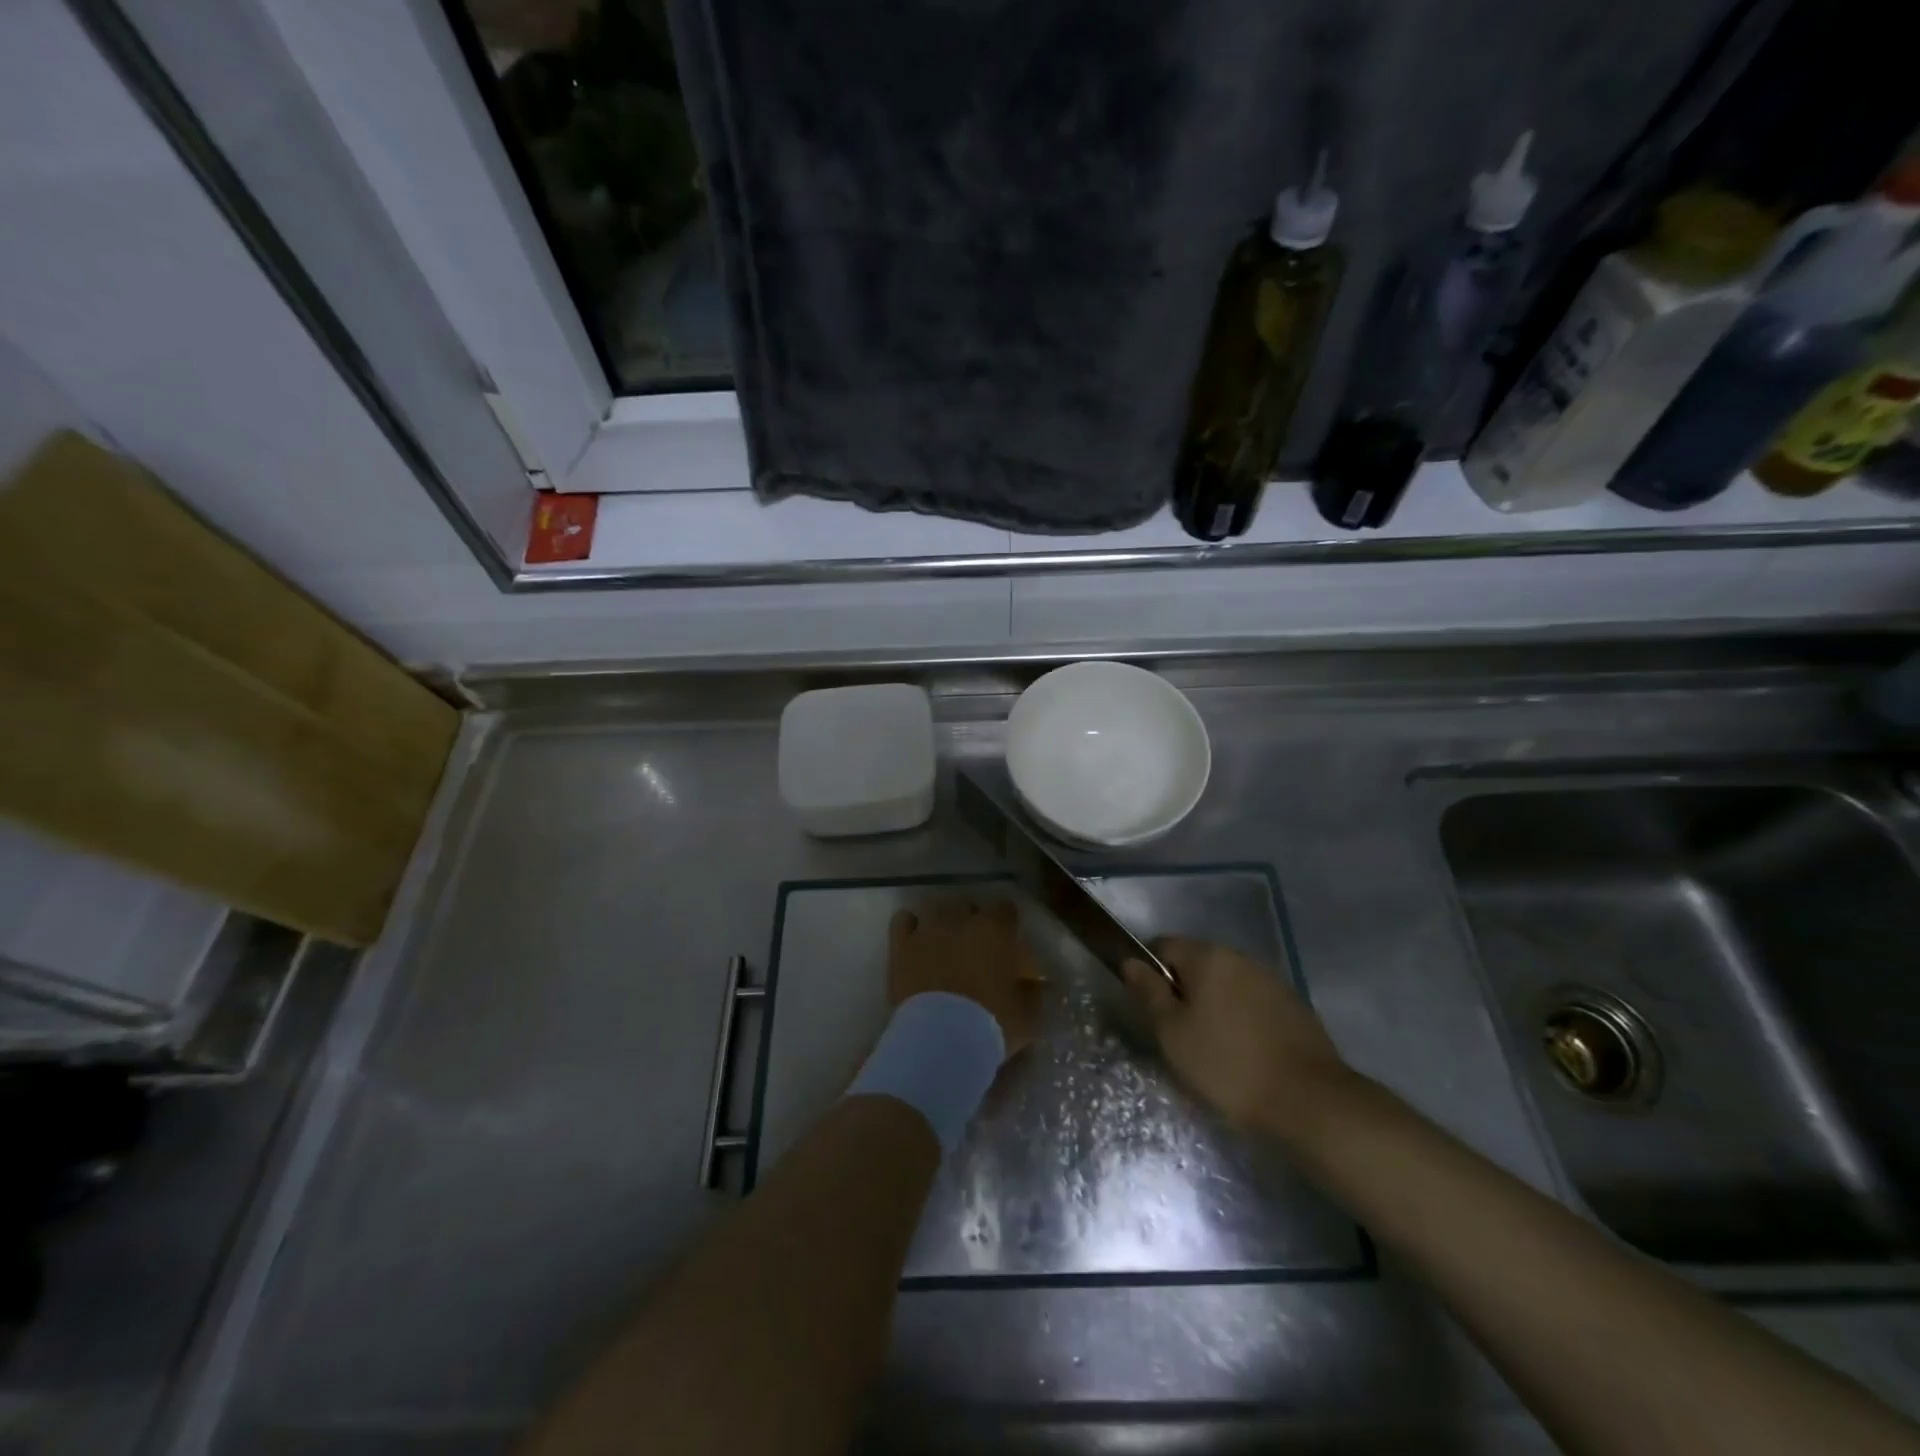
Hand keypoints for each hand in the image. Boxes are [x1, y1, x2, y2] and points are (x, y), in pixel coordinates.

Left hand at [889, 900, 1043, 1056]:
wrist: (940, 1038)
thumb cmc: (992, 1023)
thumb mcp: (1028, 1013)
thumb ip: (1034, 991)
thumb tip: (1039, 983)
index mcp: (996, 929)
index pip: (1005, 908)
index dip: (1006, 922)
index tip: (1007, 939)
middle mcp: (961, 919)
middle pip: (968, 904)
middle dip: (972, 919)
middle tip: (975, 945)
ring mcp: (928, 929)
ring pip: (936, 909)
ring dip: (942, 921)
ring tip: (944, 942)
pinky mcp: (901, 944)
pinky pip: (903, 920)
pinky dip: (910, 926)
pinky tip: (915, 940)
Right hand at [1123, 937, 1348, 1135]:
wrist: (1310, 1102)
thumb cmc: (1228, 1066)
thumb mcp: (1173, 1034)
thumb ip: (1149, 992)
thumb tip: (1131, 962)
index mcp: (1207, 957)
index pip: (1163, 945)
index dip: (1148, 970)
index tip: (1149, 1007)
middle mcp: (1239, 957)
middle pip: (1196, 962)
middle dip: (1182, 989)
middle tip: (1176, 1032)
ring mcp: (1270, 979)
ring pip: (1225, 983)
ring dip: (1212, 1004)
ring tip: (1211, 1046)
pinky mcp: (1293, 1005)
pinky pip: (1251, 1001)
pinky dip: (1240, 1017)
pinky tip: (1243, 1051)